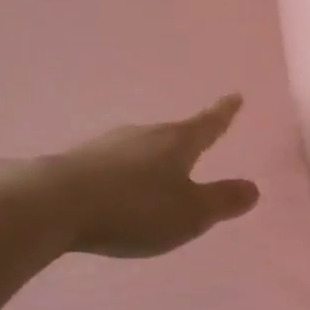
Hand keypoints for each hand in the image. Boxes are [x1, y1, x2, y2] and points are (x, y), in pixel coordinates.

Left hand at [48, 95, 260, 257]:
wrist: (55, 203)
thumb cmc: (134, 208)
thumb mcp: (189, 213)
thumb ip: (222, 201)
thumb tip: (253, 187)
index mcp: (176, 143)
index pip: (207, 125)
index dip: (223, 113)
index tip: (235, 96)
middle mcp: (143, 135)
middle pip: (172, 134)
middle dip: (186, 139)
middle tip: (198, 141)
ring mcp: (108, 145)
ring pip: (140, 147)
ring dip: (152, 157)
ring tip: (158, 171)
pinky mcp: (80, 161)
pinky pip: (114, 163)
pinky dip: (125, 173)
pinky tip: (119, 187)